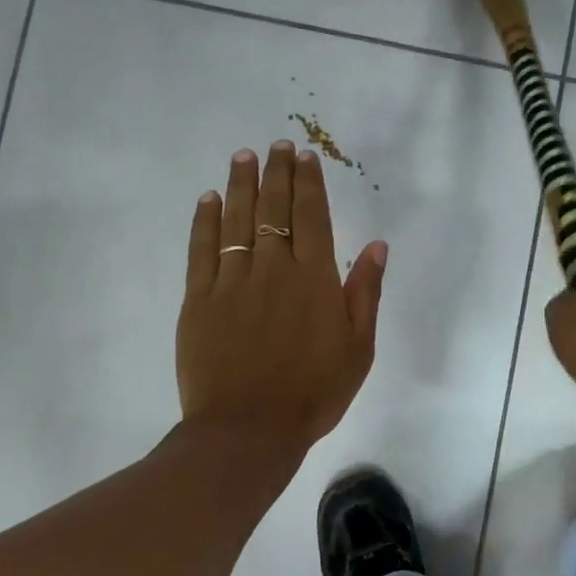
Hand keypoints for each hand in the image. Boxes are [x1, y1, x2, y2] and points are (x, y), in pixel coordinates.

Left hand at [178, 142, 386, 459]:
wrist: (249, 430)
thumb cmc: (314, 392)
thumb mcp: (359, 348)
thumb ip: (366, 293)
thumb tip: (376, 245)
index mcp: (315, 279)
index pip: (311, 216)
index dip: (309, 184)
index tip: (305, 157)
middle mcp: (274, 268)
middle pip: (274, 209)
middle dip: (277, 173)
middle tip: (276, 146)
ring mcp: (232, 281)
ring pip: (237, 220)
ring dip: (241, 185)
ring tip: (243, 156)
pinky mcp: (199, 300)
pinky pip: (202, 249)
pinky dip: (206, 221)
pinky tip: (209, 199)